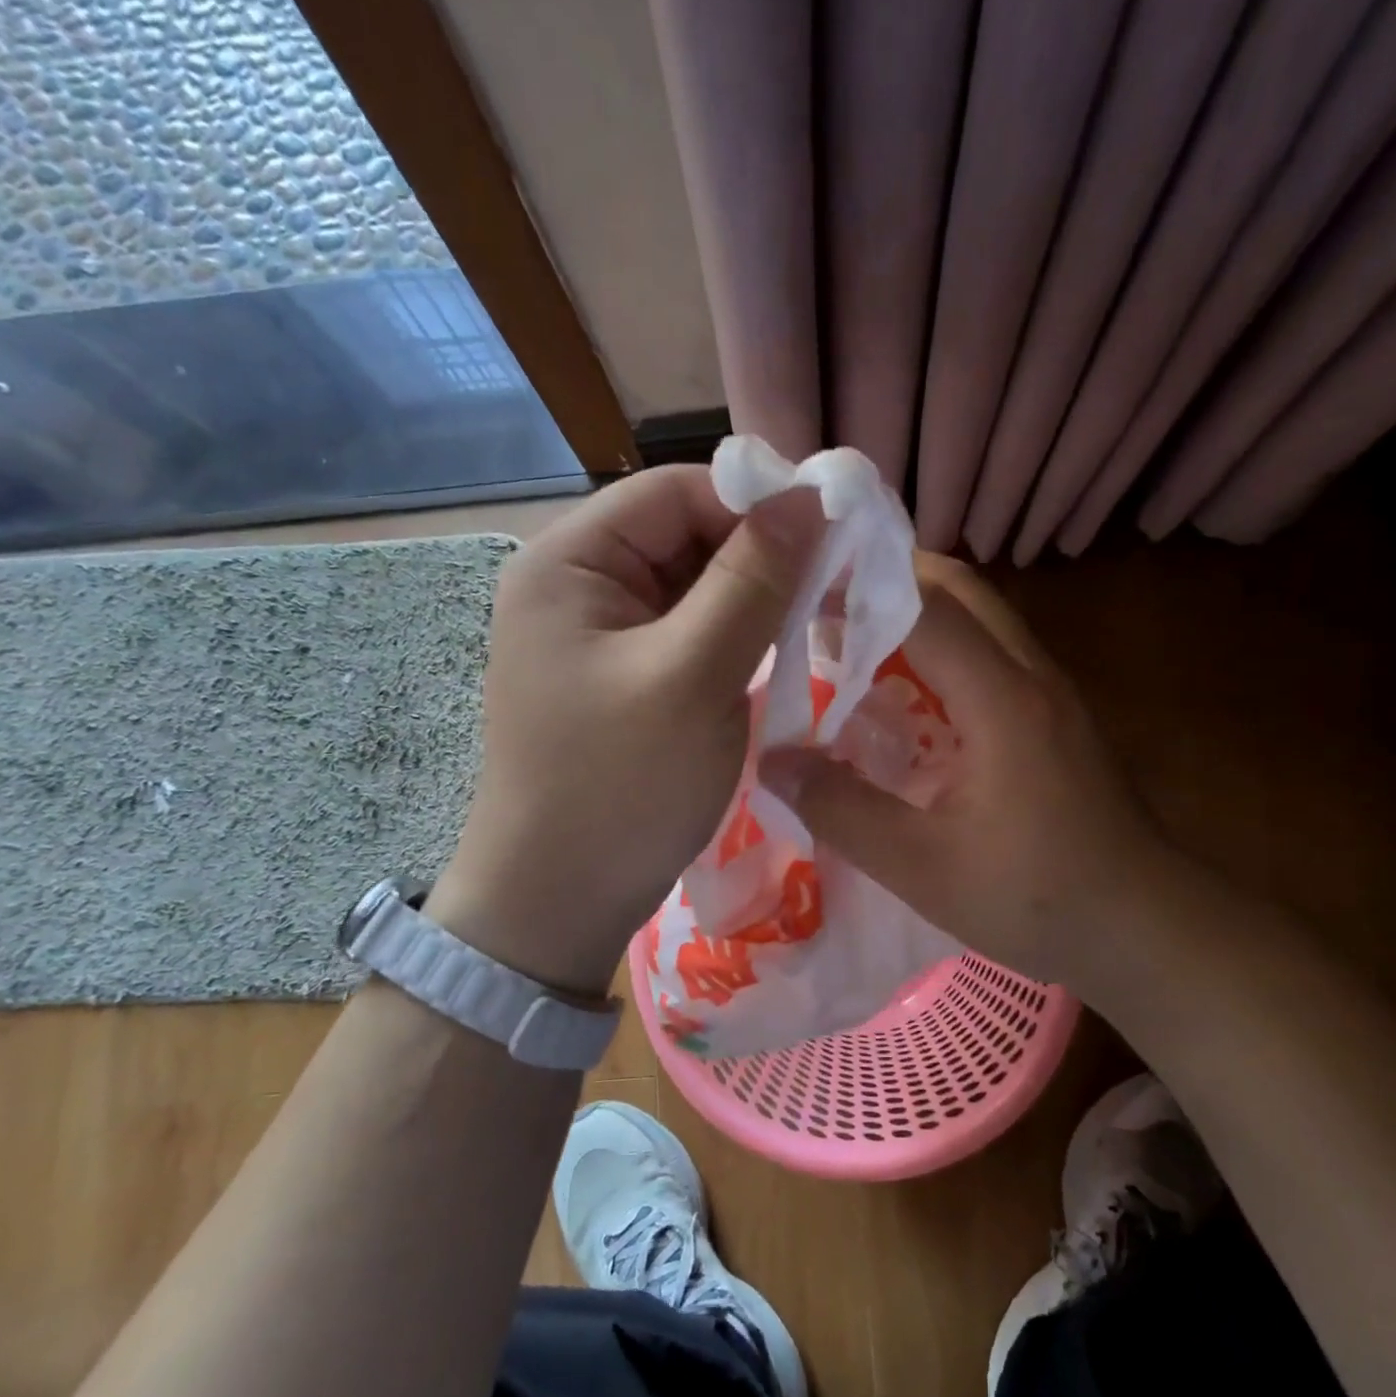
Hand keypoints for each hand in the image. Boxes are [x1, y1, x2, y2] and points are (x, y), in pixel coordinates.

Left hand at [427, 464, 822, 994]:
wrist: (560, 904)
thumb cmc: (620, 787)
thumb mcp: (694, 675)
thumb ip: (753, 580)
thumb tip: (810, 497)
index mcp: (570, 563)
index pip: (675, 492)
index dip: (756, 504)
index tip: (832, 539)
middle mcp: (578, 585)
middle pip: (685, 535)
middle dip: (760, 555)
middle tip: (835, 588)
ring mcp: (600, 635)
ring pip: (694, 586)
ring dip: (754, 599)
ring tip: (817, 622)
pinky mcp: (624, 677)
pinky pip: (688, 633)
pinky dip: (735, 637)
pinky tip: (777, 655)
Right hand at [758, 556, 1165, 986]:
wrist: (1145, 927)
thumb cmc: (1036, 898)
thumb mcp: (921, 867)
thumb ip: (842, 809)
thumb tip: (772, 762)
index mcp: (1001, 699)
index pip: (925, 607)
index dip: (859, 588)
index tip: (798, 590)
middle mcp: (1030, 674)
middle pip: (959, 589)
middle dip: (889, 580)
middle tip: (823, 604)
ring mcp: (1049, 689)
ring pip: (979, 615)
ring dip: (917, 611)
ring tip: (852, 638)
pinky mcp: (1054, 713)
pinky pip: (990, 650)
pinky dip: (942, 646)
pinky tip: (906, 691)